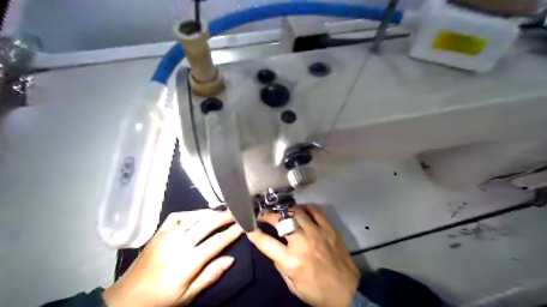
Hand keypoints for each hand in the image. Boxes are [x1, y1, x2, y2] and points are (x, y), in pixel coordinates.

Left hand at [103, 210, 242, 306]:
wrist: (125, 300)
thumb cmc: (160, 300)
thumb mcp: (187, 295)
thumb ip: (210, 275)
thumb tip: (231, 259)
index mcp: (187, 262)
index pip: (216, 242)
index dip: (232, 233)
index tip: (243, 226)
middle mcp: (178, 244)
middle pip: (207, 224)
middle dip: (224, 217)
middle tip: (236, 213)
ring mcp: (166, 236)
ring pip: (193, 216)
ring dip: (209, 212)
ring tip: (220, 212)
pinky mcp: (157, 233)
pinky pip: (176, 216)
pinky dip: (190, 212)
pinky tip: (197, 214)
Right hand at [247, 205, 359, 306]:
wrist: (347, 292)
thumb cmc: (317, 292)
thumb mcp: (292, 285)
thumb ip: (280, 264)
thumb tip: (273, 248)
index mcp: (291, 261)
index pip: (265, 242)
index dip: (253, 232)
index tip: (248, 224)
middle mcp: (302, 242)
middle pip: (280, 219)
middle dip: (267, 214)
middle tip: (263, 214)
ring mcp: (317, 232)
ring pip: (296, 211)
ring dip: (285, 210)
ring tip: (281, 212)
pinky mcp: (329, 228)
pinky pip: (315, 210)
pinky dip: (305, 207)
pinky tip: (301, 210)